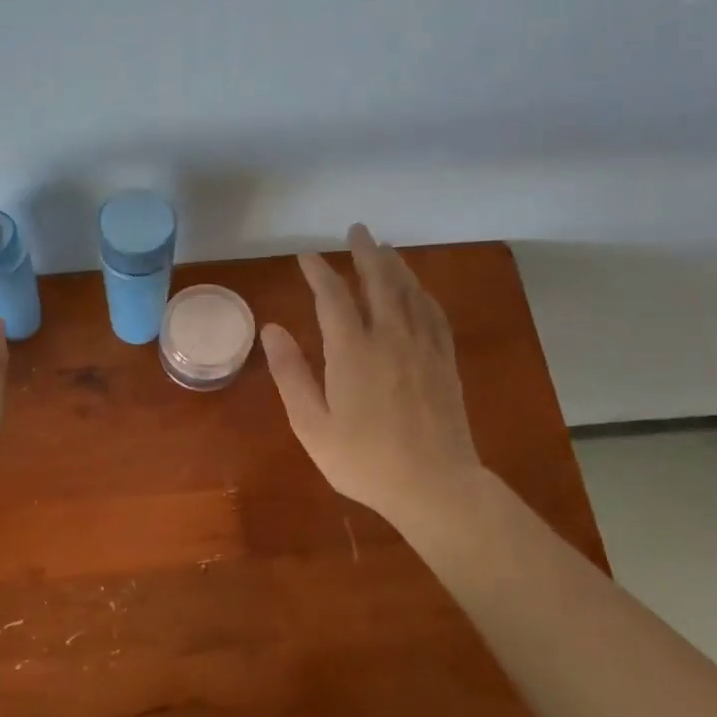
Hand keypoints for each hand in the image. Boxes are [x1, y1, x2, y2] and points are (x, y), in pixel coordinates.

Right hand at [261, 225, 483, 538]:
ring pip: (410, 292)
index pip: (333, 297)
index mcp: (353, 351)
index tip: (306, 257)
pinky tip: (418, 290)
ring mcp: (423, 347)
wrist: (435, 486)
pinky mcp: (445, 361)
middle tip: (356, 230)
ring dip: (395, 265)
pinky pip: (434, 314)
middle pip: (379, 282)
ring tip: (384, 248)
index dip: (319, 273)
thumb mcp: (312, 424)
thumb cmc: (364, 460)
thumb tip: (271, 329)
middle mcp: (391, 338)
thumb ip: (291, 373)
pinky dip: (422, 293)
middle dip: (365, 253)